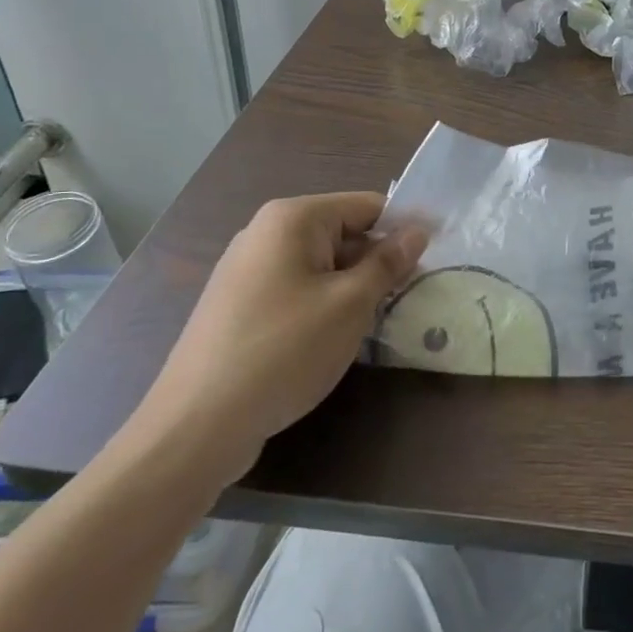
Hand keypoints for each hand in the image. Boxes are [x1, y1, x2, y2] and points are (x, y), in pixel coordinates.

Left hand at [127, 192, 425, 492]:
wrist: (196, 425)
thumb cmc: (284, 351)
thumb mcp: (350, 304)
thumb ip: (387, 263)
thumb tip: (417, 231)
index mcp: (292, 218)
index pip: (366, 206)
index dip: (404, 229)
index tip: (436, 256)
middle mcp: (265, 232)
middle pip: (342, 233)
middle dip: (378, 261)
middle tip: (412, 295)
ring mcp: (247, 270)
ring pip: (321, 265)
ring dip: (353, 287)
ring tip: (380, 320)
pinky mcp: (239, 305)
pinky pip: (296, 289)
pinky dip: (323, 304)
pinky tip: (336, 339)